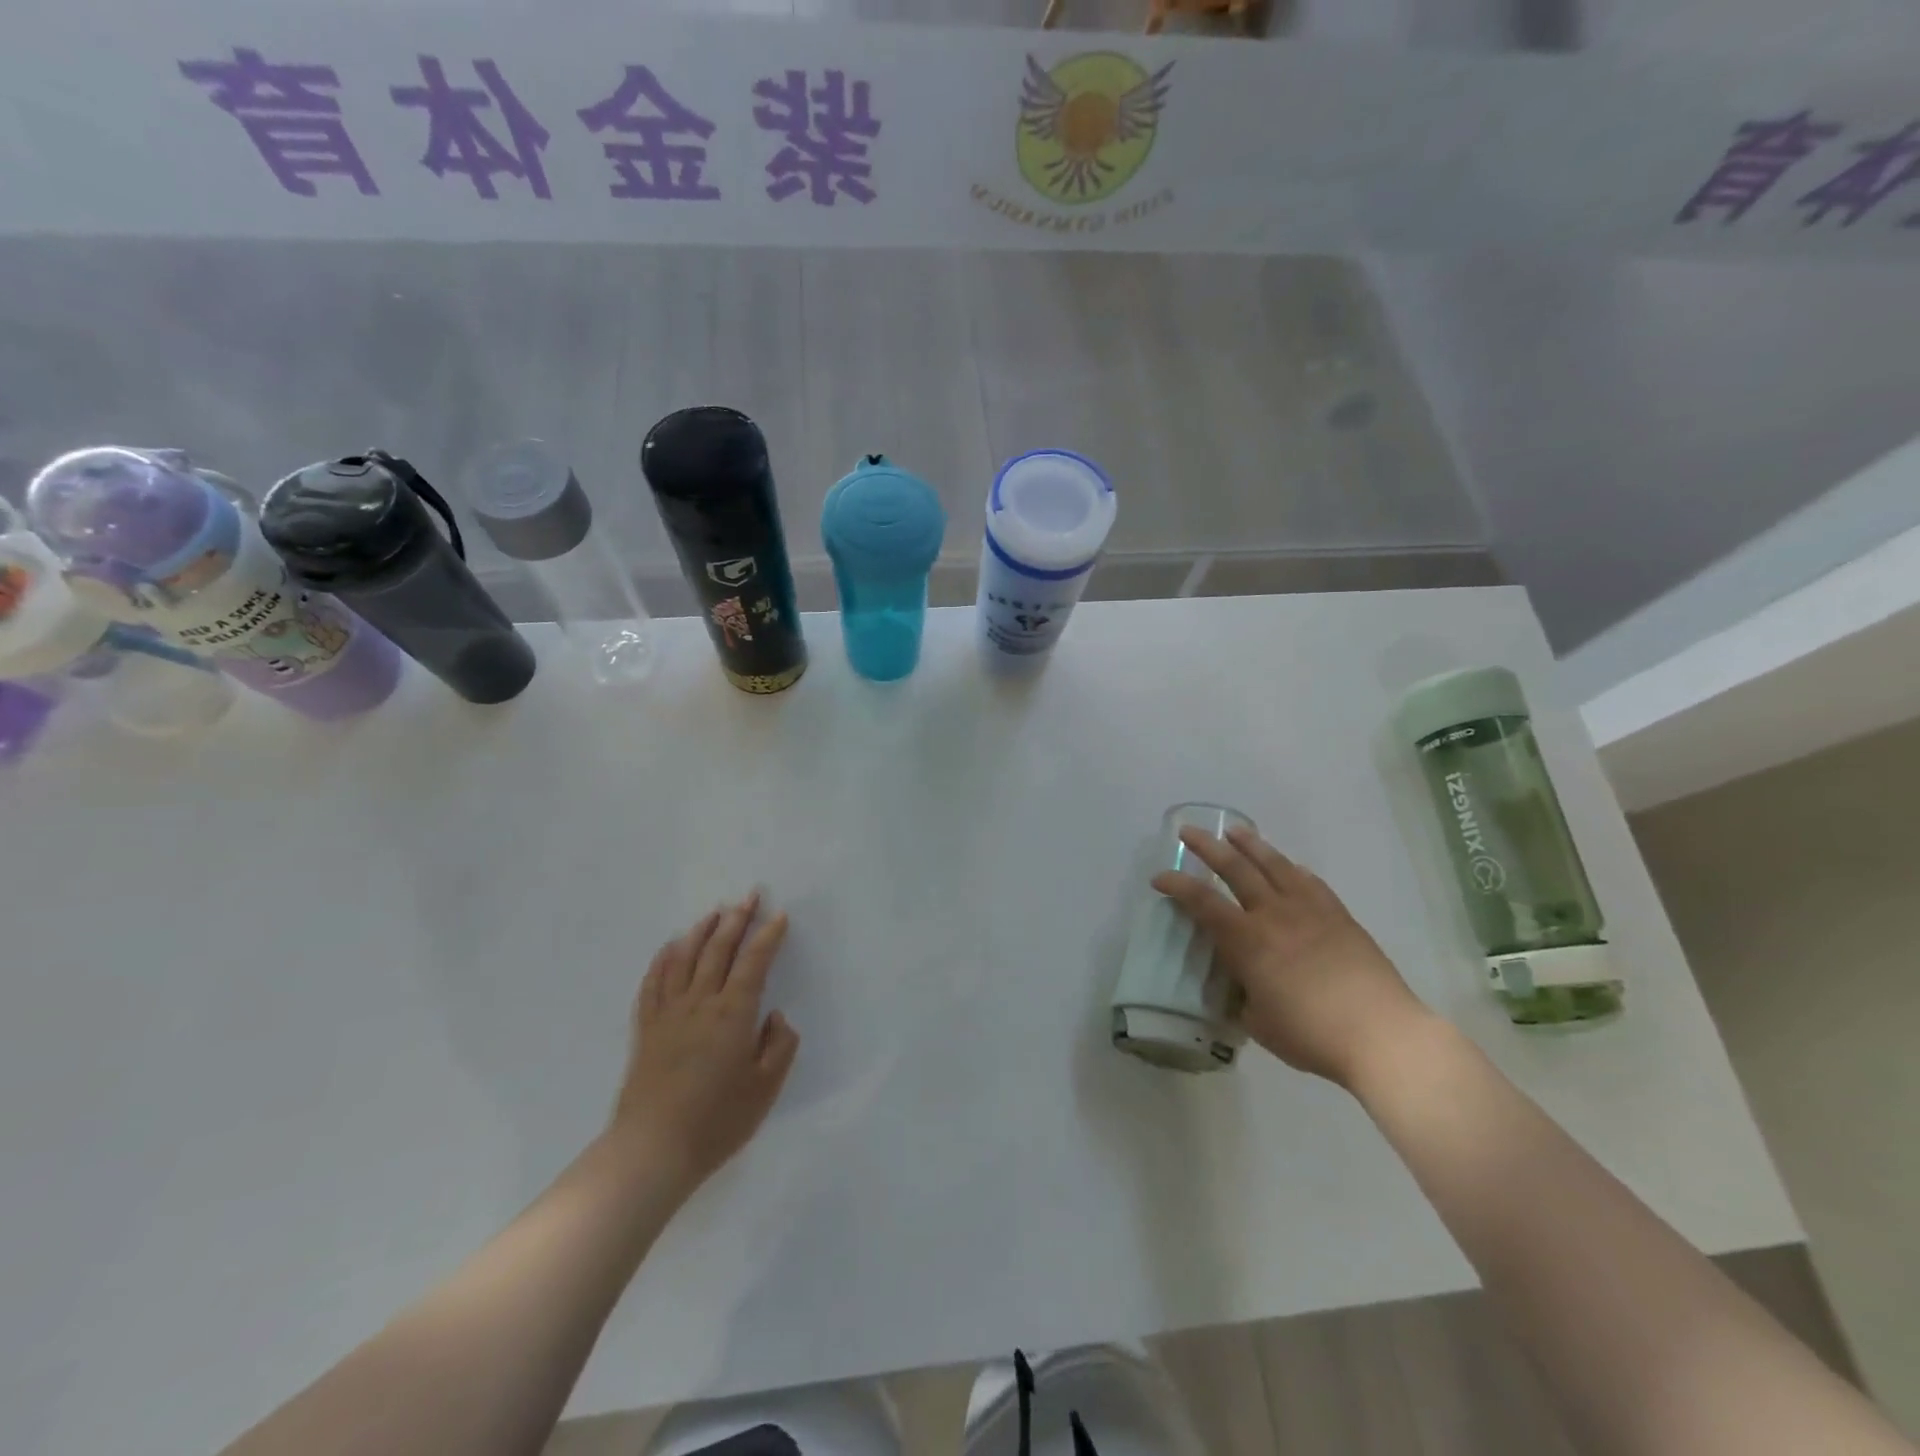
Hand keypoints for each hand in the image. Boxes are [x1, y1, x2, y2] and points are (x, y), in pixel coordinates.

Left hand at [610, 893, 800, 1195]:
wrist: (652, 1150)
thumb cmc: (716, 1121)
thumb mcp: (765, 1089)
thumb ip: (778, 1047)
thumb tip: (774, 1017)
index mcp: (734, 1014)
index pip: (754, 962)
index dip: (768, 936)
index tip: (779, 915)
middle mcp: (701, 1003)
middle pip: (719, 950)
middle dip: (737, 919)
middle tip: (750, 896)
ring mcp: (669, 1013)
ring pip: (685, 958)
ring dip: (702, 931)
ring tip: (715, 912)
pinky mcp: (646, 1028)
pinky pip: (653, 982)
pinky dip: (663, 959)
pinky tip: (671, 946)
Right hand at [1152, 826, 1431, 1086]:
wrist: (1382, 1035)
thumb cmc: (1312, 1036)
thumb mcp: (1259, 1023)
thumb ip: (1242, 996)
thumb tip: (1239, 984)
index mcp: (1247, 941)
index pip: (1202, 902)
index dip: (1176, 885)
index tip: (1159, 878)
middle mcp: (1274, 915)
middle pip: (1235, 868)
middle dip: (1207, 847)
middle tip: (1188, 831)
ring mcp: (1309, 910)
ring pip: (1274, 865)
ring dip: (1250, 845)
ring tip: (1235, 831)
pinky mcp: (1339, 915)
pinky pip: (1311, 881)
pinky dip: (1293, 869)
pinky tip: (1290, 866)